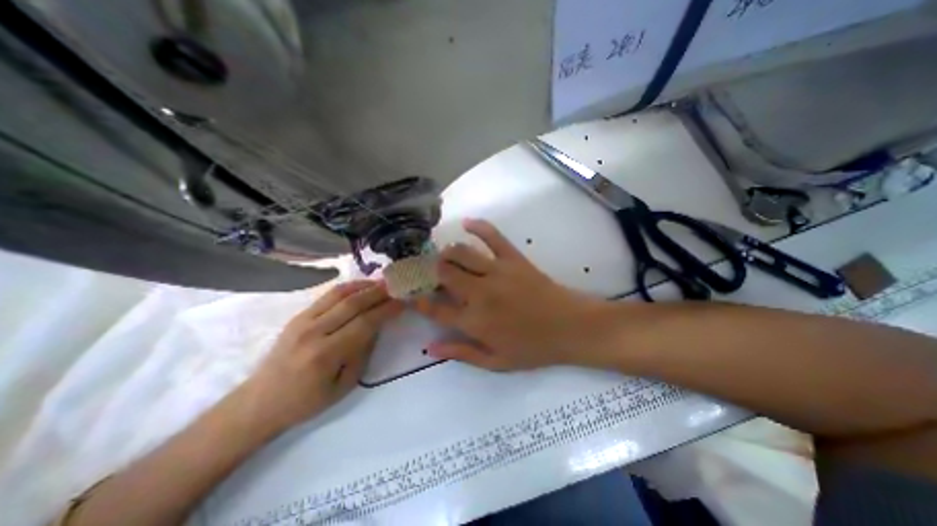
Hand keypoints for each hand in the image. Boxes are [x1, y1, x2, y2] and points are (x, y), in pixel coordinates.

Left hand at [239, 281, 399, 428]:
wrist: (260, 401)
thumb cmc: (307, 401)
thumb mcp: (344, 385)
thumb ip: (363, 352)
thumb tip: (377, 325)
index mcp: (326, 354)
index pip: (365, 323)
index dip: (387, 310)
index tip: (403, 302)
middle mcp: (314, 332)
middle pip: (353, 303)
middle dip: (379, 292)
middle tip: (397, 286)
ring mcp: (303, 321)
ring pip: (339, 294)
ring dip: (364, 285)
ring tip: (382, 282)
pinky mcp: (298, 316)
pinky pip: (327, 295)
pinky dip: (348, 287)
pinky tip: (361, 286)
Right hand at [414, 221, 607, 372]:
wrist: (570, 327)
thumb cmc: (533, 348)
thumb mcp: (496, 362)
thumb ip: (461, 354)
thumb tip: (430, 347)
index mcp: (474, 321)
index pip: (436, 308)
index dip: (418, 300)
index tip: (409, 294)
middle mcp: (480, 293)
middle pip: (443, 273)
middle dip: (429, 270)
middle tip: (425, 271)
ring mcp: (497, 272)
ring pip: (461, 253)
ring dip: (446, 252)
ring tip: (443, 256)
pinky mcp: (514, 258)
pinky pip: (493, 236)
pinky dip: (479, 226)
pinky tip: (467, 222)